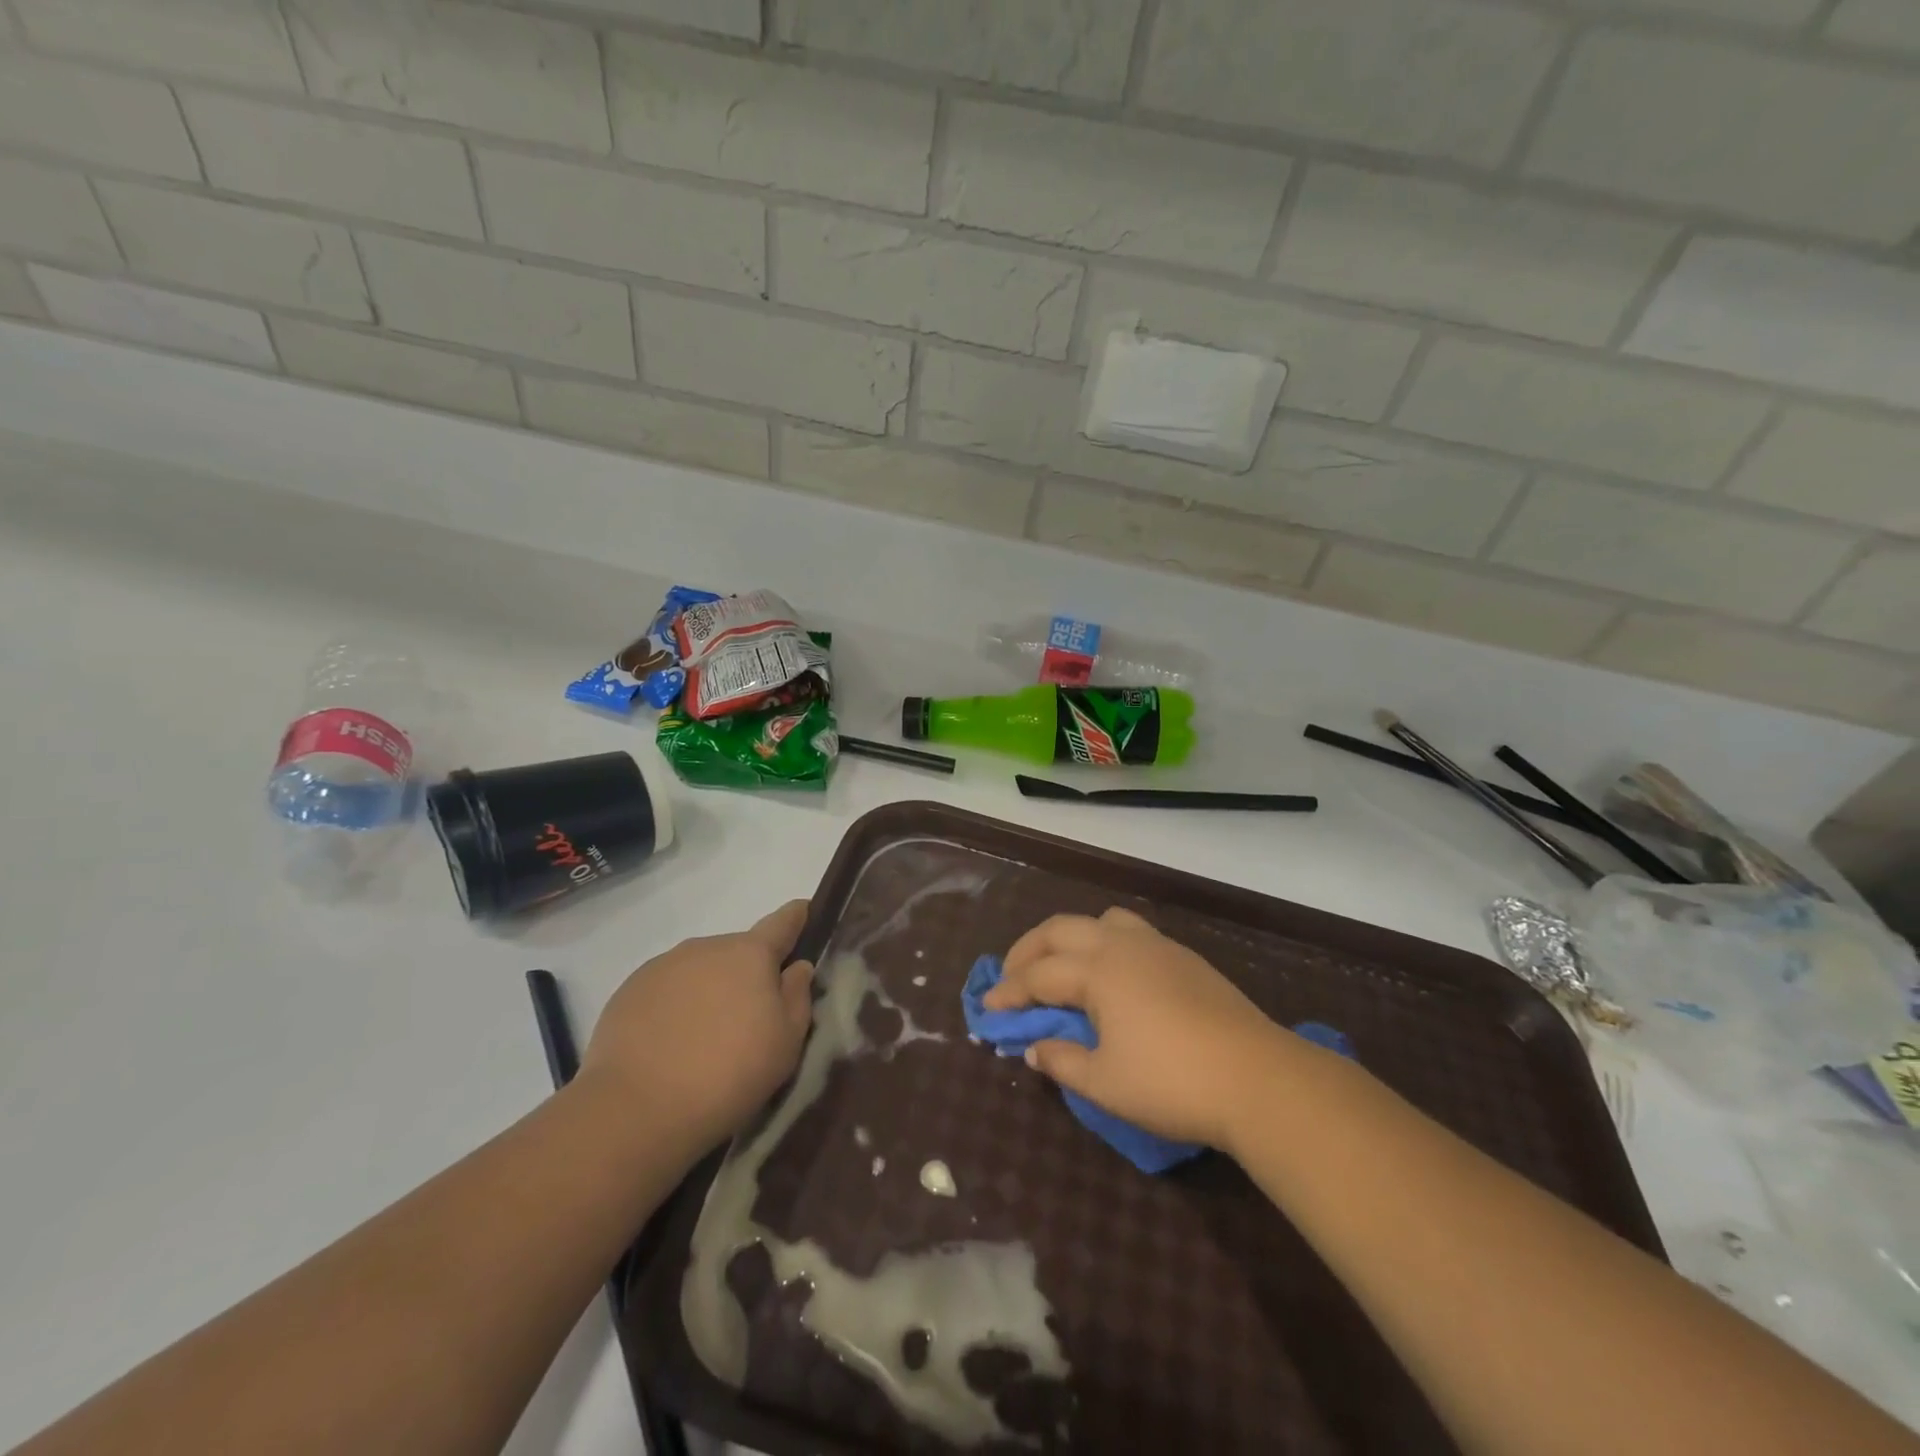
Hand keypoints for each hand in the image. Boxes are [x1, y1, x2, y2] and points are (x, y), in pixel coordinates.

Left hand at [580, 900, 814, 1149]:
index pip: (781, 923)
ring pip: (700, 970)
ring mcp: (663, 966)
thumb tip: (796, 967)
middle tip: (749, 1018)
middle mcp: (706, 947)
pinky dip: (675, 1007)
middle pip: (738, 952)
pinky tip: (671, 1045)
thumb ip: (797, 997)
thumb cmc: (729, 1073)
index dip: (796, 916)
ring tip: (705, 1038)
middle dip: (747, 974)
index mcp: (750, 954)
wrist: (636, 1109)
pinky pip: (666, 991)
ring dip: (709, 990)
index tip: (803, 910)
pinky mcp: (628, 991)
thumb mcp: (786, 1043)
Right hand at [985, 906, 1306, 1152]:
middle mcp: (1122, 945)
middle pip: (1061, 930)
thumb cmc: (1172, 1082)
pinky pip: (1131, 931)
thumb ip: (1062, 1061)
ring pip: (1101, 920)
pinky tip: (1111, 974)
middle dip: (1028, 950)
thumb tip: (1033, 1050)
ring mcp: (1157, 946)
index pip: (1039, 975)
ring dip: (1070, 937)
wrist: (1257, 1077)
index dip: (1009, 992)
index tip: (987, 1009)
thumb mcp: (1105, 1082)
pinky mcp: (1184, 958)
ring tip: (1061, 965)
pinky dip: (1104, 941)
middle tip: (1011, 976)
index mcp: (1098, 970)